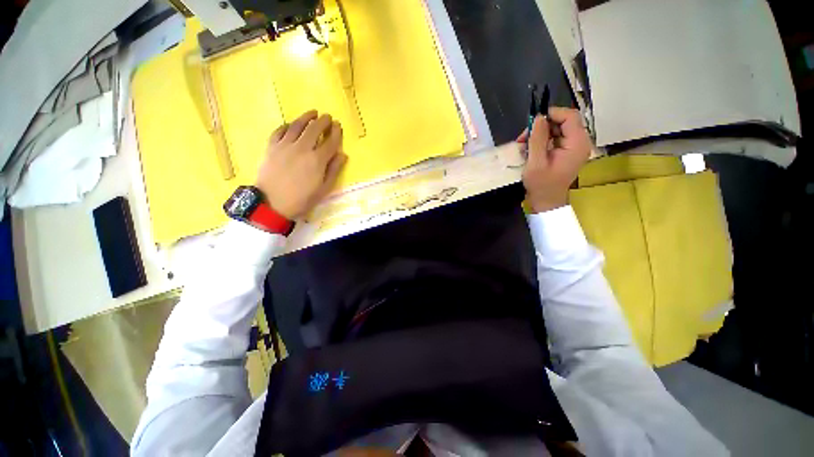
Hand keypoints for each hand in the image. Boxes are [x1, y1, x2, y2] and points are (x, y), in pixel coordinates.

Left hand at [256, 110, 346, 219]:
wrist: (272, 203)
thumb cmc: (302, 199)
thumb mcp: (323, 189)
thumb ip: (334, 170)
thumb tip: (343, 155)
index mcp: (317, 160)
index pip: (330, 142)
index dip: (336, 133)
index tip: (339, 126)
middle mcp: (302, 148)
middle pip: (314, 129)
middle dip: (323, 121)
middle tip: (328, 117)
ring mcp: (284, 146)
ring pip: (296, 126)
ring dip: (306, 118)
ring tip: (313, 113)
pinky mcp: (271, 147)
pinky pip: (279, 131)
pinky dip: (286, 125)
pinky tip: (290, 124)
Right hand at [518, 107, 590, 212]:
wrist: (547, 202)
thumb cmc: (541, 185)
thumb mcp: (536, 163)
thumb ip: (537, 139)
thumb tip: (538, 118)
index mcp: (577, 144)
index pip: (570, 116)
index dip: (552, 114)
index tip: (532, 122)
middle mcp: (579, 142)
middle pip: (563, 122)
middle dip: (542, 126)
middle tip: (522, 137)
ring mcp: (573, 148)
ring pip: (557, 130)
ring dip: (539, 134)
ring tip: (523, 145)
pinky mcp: (567, 152)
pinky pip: (555, 139)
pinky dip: (542, 141)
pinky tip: (530, 150)